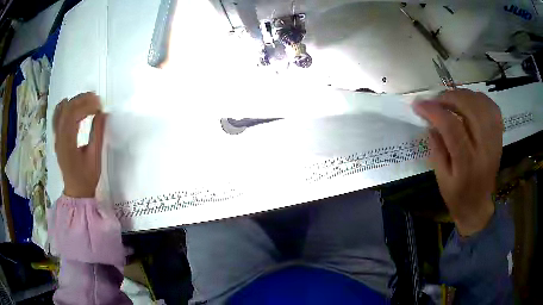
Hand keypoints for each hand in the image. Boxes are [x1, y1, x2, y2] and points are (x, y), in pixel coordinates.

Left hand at [53, 92, 105, 197]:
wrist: (76, 191)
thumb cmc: (86, 177)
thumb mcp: (95, 158)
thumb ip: (97, 134)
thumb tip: (103, 113)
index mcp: (68, 143)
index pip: (74, 115)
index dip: (88, 106)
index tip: (100, 106)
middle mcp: (59, 137)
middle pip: (67, 109)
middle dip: (82, 99)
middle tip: (96, 98)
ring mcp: (56, 136)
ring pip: (61, 110)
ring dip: (74, 100)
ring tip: (87, 99)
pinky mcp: (57, 137)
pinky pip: (57, 116)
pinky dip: (64, 106)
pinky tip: (71, 103)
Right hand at [414, 89, 502, 235]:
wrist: (479, 205)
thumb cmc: (458, 197)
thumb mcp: (441, 179)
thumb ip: (437, 149)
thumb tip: (430, 122)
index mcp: (467, 164)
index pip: (452, 127)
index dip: (434, 111)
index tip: (418, 105)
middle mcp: (484, 148)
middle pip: (470, 109)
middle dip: (449, 98)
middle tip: (436, 100)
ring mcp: (495, 140)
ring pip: (482, 104)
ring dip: (464, 95)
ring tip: (451, 99)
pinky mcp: (499, 136)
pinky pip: (492, 108)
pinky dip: (479, 99)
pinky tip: (469, 103)